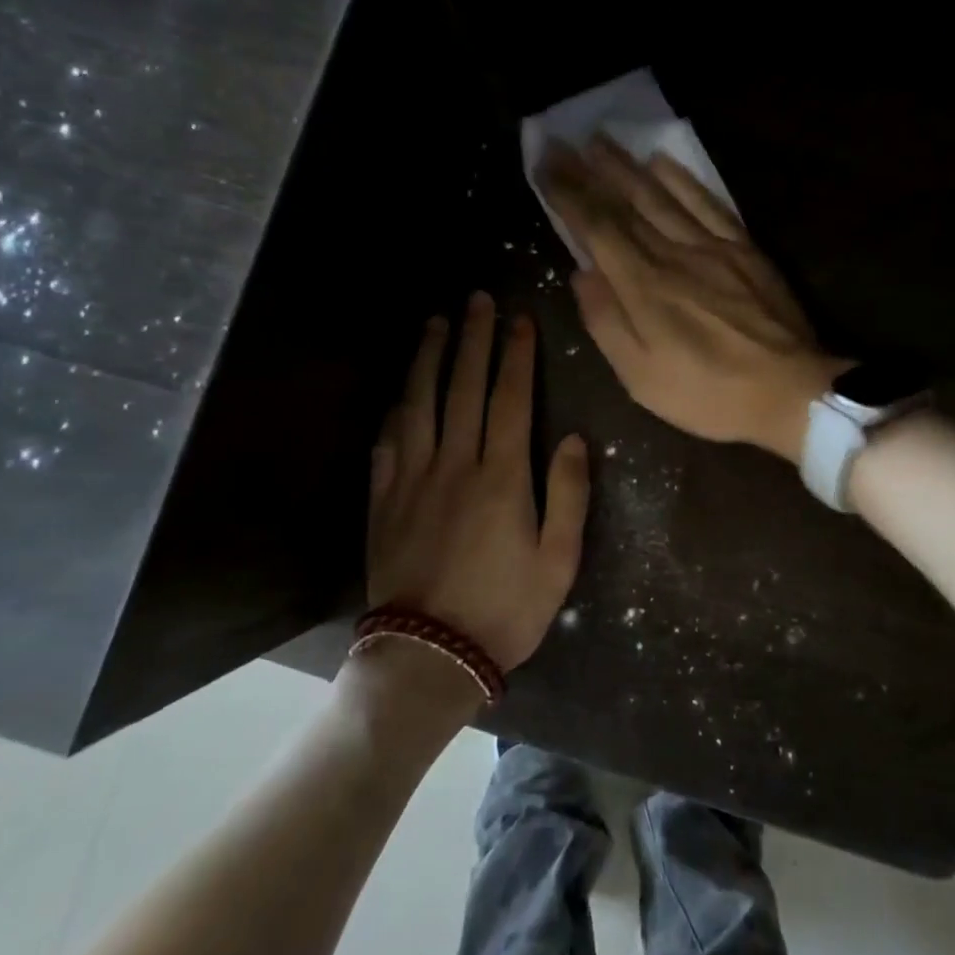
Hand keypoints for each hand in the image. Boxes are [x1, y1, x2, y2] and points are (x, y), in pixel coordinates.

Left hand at [367, 293, 589, 670]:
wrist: (430, 654)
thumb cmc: (506, 609)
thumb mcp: (559, 561)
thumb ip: (567, 495)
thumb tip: (571, 438)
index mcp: (502, 478)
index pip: (510, 399)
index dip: (516, 355)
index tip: (519, 320)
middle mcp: (454, 465)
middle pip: (462, 388)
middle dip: (472, 340)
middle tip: (476, 300)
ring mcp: (412, 480)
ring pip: (419, 404)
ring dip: (429, 360)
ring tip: (435, 324)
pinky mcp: (383, 500)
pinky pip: (387, 443)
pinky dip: (395, 411)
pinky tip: (400, 393)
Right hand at [540, 136, 848, 464]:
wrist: (789, 392)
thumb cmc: (708, 394)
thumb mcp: (641, 378)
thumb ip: (607, 323)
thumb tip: (580, 274)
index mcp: (643, 287)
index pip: (597, 228)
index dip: (568, 194)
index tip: (544, 165)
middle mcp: (673, 254)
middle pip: (625, 204)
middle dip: (589, 171)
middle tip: (562, 143)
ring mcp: (713, 247)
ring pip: (662, 196)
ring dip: (628, 166)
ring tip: (601, 140)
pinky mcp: (745, 249)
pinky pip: (708, 203)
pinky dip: (683, 179)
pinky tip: (662, 161)